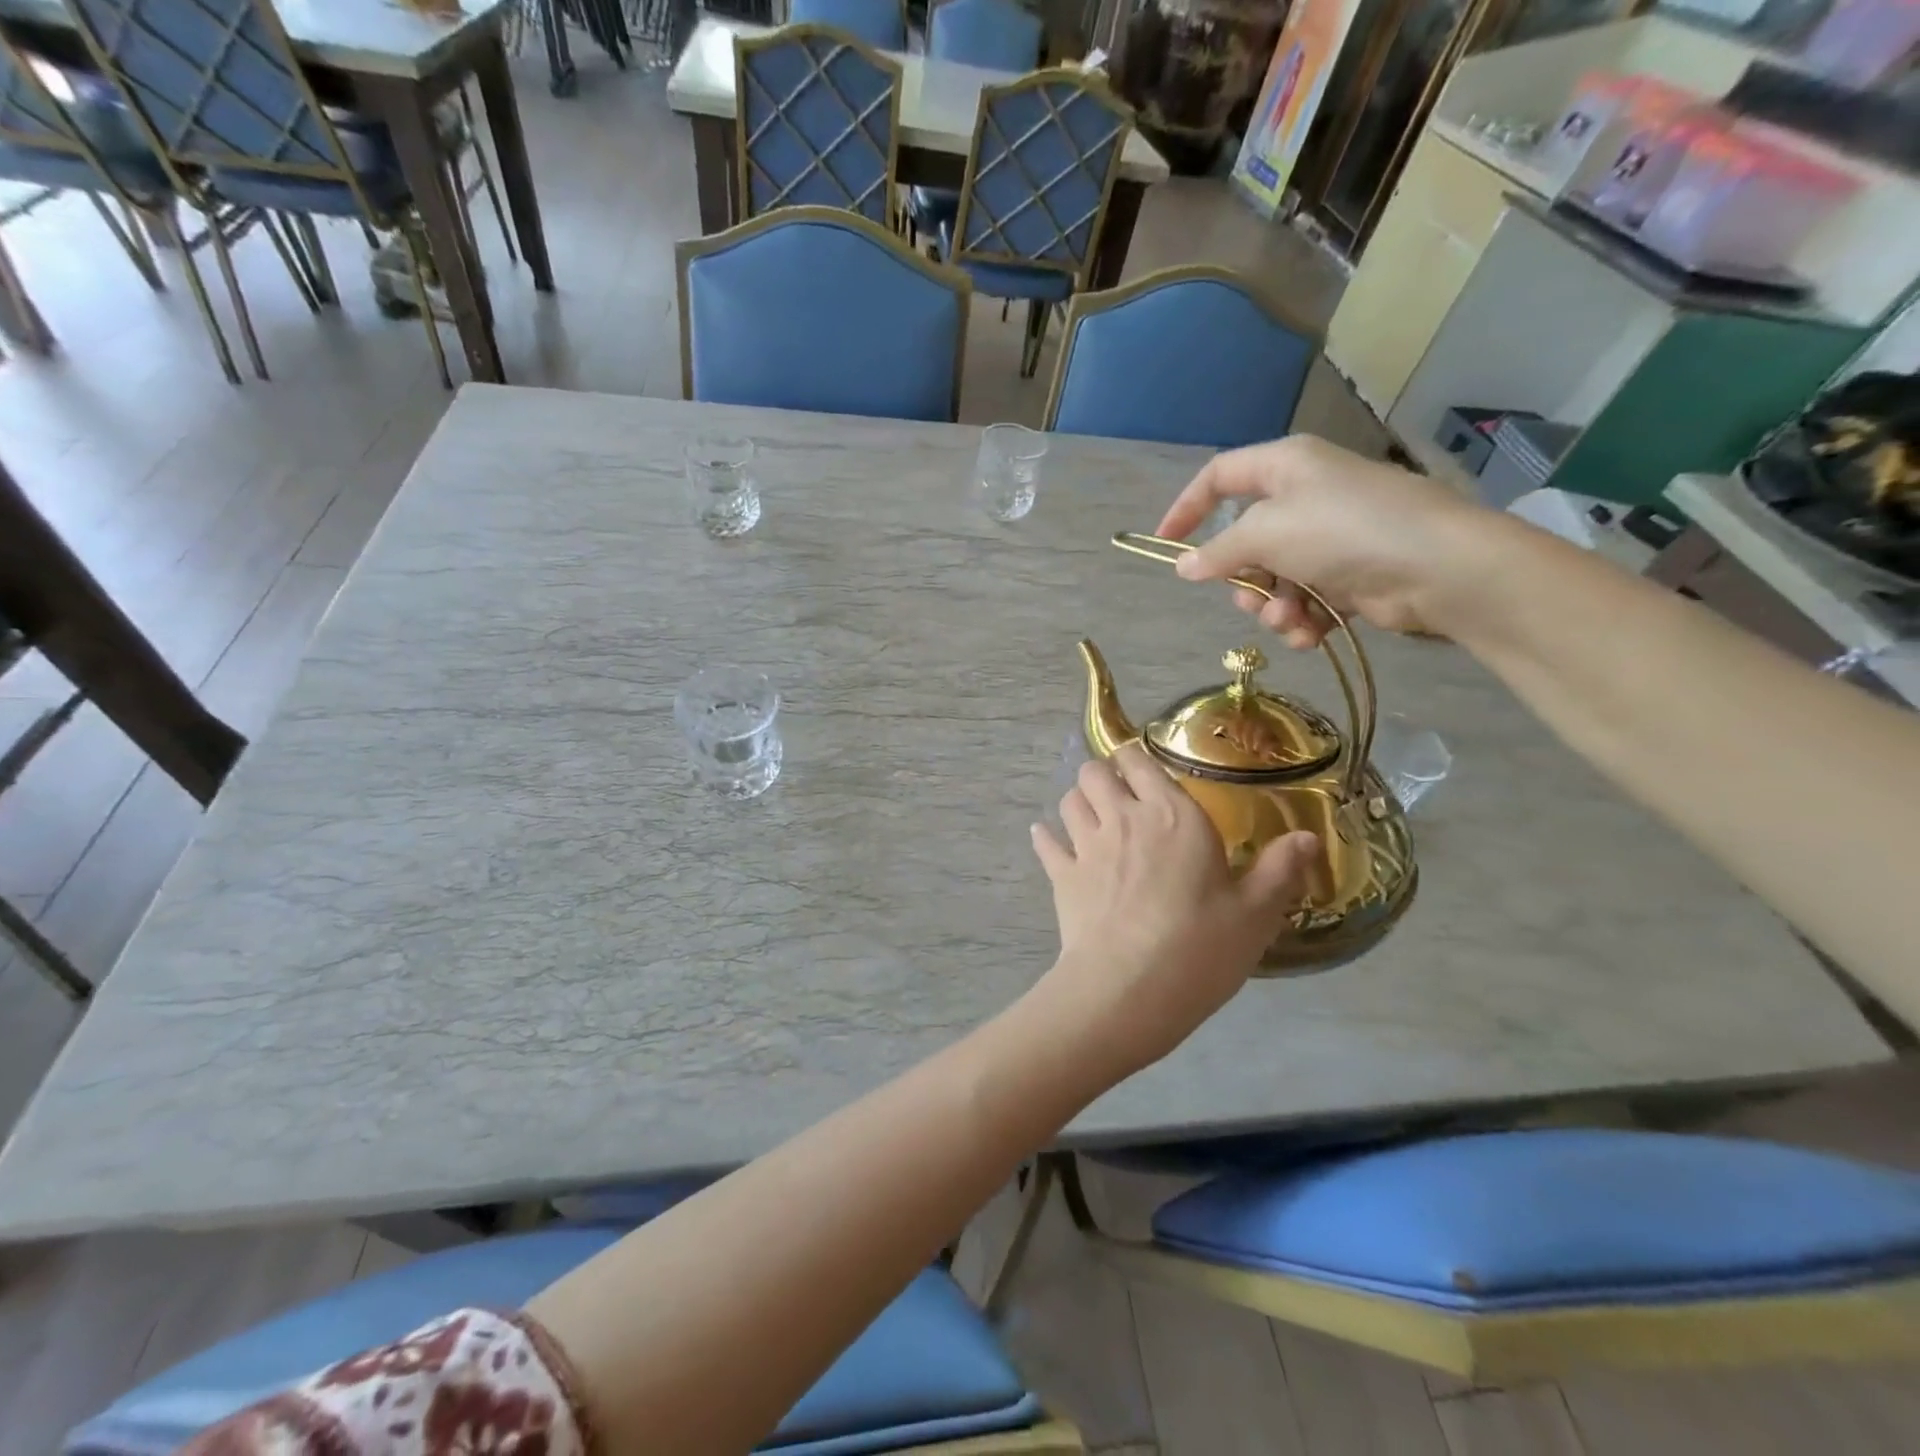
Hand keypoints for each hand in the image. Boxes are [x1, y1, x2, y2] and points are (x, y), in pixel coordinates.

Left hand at [1029, 745, 1318, 1074]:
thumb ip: (1279, 869)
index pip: (1139, 761)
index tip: (1144, 773)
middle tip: (1119, 796)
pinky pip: (1045, 843)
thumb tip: (1308, 836)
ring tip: (1091, 816)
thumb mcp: (1256, 913)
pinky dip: (1046, 838)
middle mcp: (1124, 818)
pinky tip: (1048, 840)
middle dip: (1102, 775)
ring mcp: (1086, 846)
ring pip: (1069, 800)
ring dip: (1078, 802)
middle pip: (1094, 772)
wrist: (1129, 988)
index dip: (1136, 760)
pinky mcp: (1061, 877)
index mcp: (1173, 816)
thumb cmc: (1200, 947)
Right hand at [1156, 435, 1485, 647]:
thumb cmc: (1343, 531)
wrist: (1436, 567)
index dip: (1187, 507)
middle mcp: (1305, 496)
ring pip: (1273, 577)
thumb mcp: (1266, 534)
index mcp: (1285, 466)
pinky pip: (1305, 598)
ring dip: (1273, 606)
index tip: (1165, 544)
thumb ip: (1218, 552)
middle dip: (1242, 578)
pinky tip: (1310, 633)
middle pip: (1245, 540)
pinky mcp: (1349, 575)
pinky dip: (1302, 619)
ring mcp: (1329, 537)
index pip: (1219, 476)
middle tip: (1248, 596)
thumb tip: (1183, 567)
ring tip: (1289, 619)